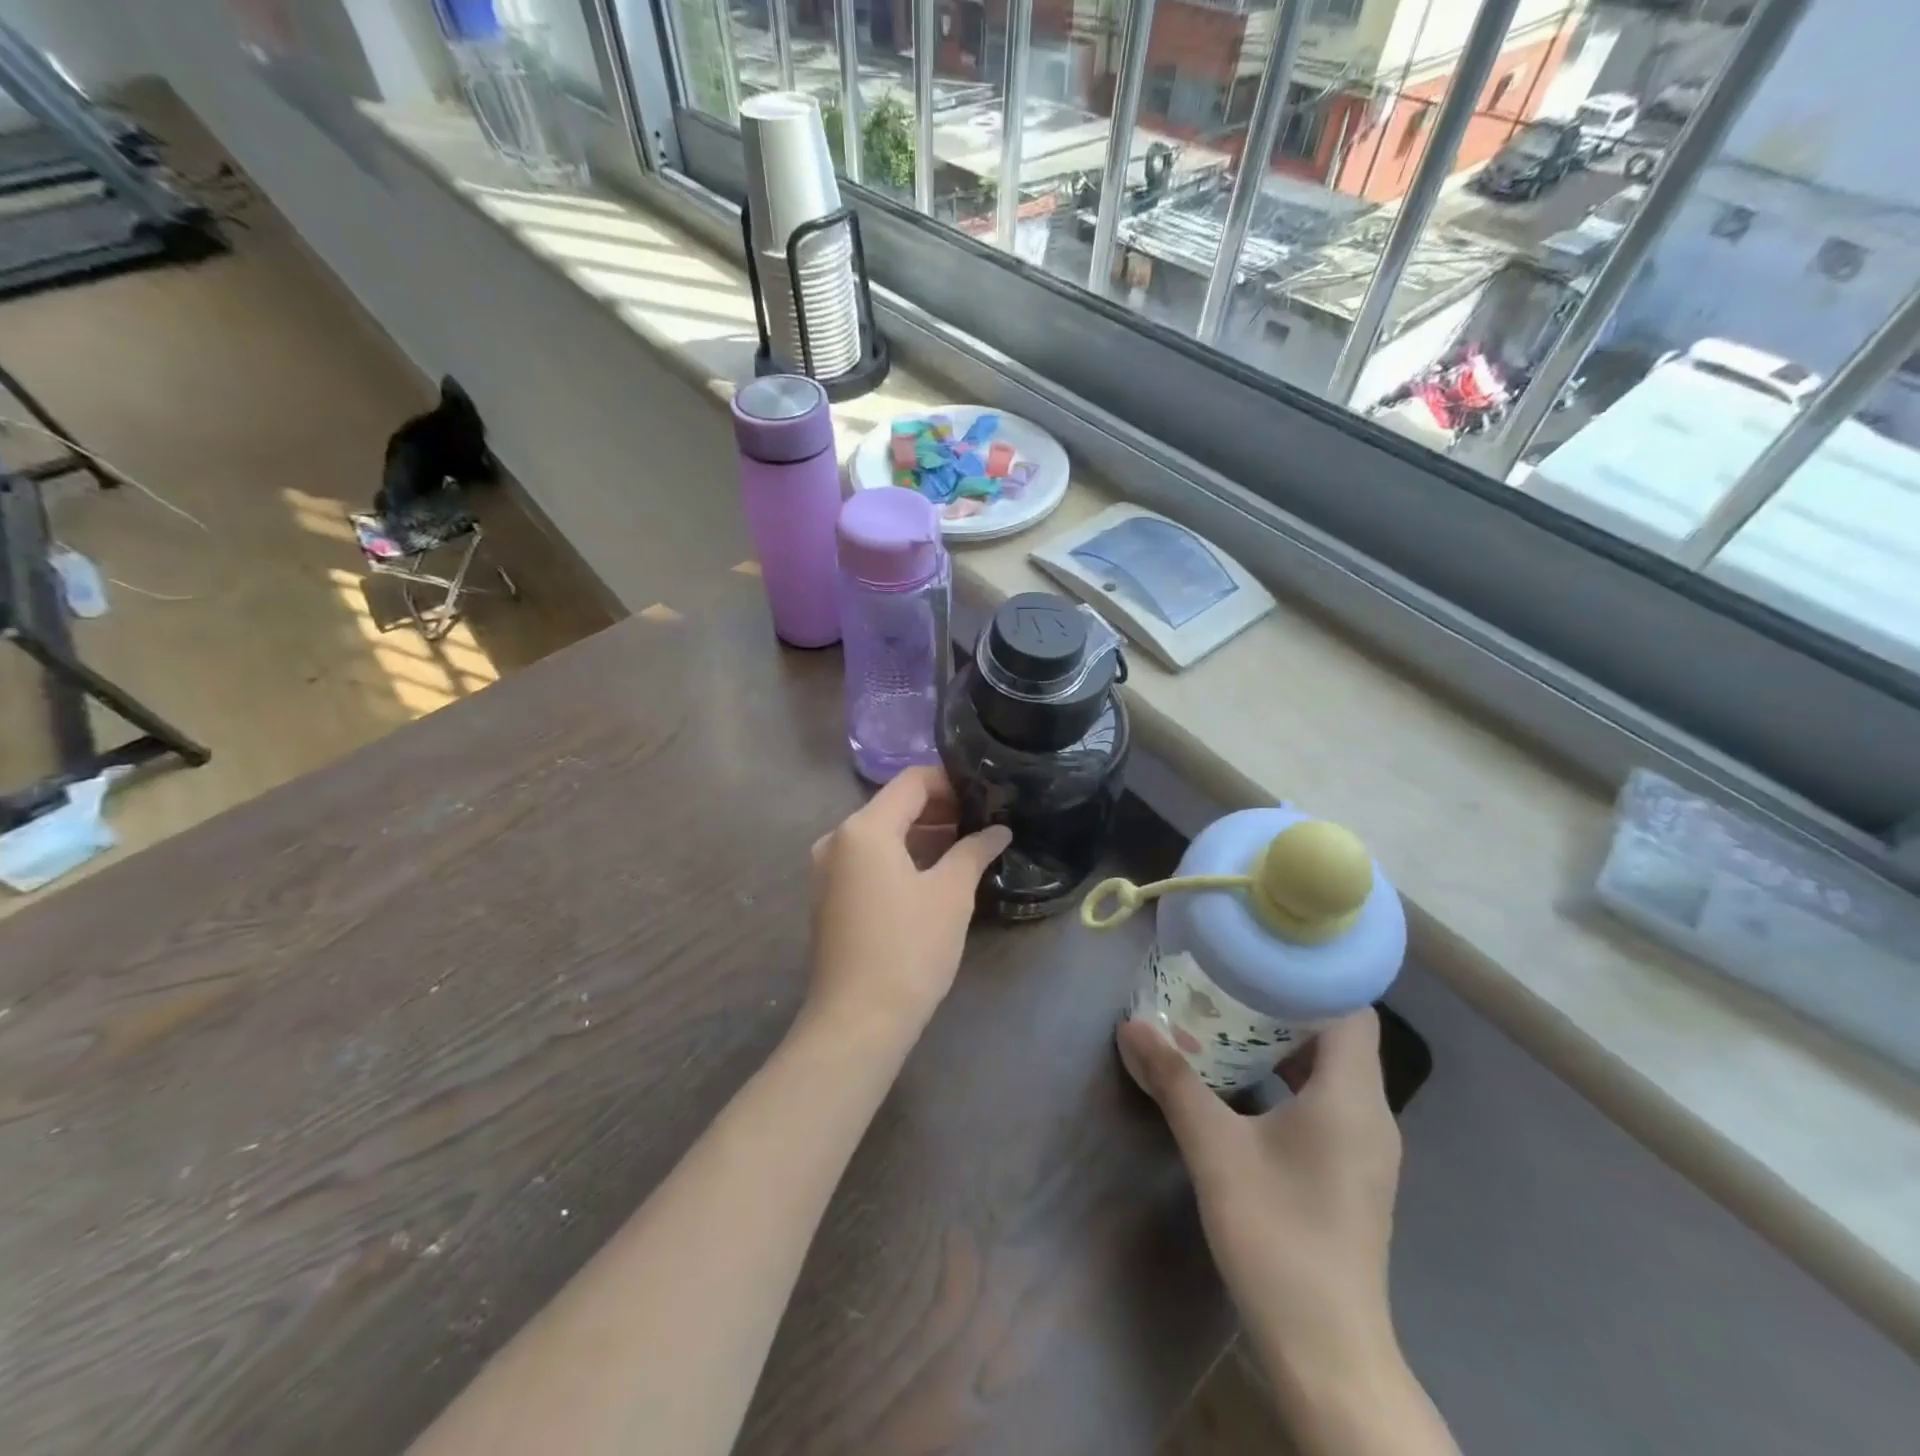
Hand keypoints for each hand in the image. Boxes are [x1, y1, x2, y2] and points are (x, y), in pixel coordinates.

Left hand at [804, 767, 1010, 1045]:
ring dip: (922, 835)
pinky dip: (901, 857)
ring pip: (882, 835)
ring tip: (966, 847)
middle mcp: (837, 839)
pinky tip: (934, 874)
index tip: (985, 795)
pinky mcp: (829, 897)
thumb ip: (974, 851)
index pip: (912, 782)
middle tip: (982, 822)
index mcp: (864, 828)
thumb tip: (998, 830)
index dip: (951, 782)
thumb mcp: (950, 895)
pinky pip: (869, 860)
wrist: (856, 1022)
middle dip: (939, 810)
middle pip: (894, 806)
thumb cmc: (908, 949)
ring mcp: (828, 870)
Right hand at [1118, 1010, 1402, 1376]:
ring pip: (1332, 1070)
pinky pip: (1327, 1101)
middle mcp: (1370, 1114)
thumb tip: (1133, 1025)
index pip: (1352, 1009)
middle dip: (1285, 1005)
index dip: (1311, 978)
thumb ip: (1175, 1083)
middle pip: (1340, 1035)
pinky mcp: (1352, 1172)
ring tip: (1228, 1022)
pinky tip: (1244, 1084)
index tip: (1259, 960)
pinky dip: (1290, 1079)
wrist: (1328, 1352)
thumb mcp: (1215, 1152)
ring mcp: (1365, 1147)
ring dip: (1285, 1043)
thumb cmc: (1278, 1238)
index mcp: (1351, 1097)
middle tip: (1228, 983)